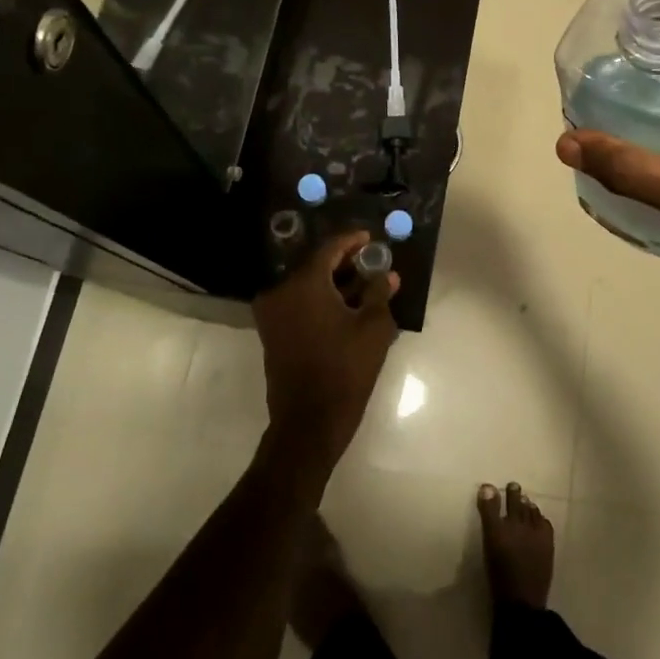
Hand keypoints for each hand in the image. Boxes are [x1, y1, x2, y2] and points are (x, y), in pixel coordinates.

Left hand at [253, 232, 400, 482]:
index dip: (352, 240)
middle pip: (316, 265)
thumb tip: (386, 276)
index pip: (329, 248)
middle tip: (371, 261)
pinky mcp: (272, 332)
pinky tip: (348, 306)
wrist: (309, 421)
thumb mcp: (374, 328)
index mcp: (304, 283)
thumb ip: (379, 293)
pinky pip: (299, 303)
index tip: (371, 237)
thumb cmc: (345, 368)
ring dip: (334, 283)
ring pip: (307, 285)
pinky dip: (321, 299)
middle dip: (345, 262)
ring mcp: (272, 313)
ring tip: (365, 285)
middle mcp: (281, 291)